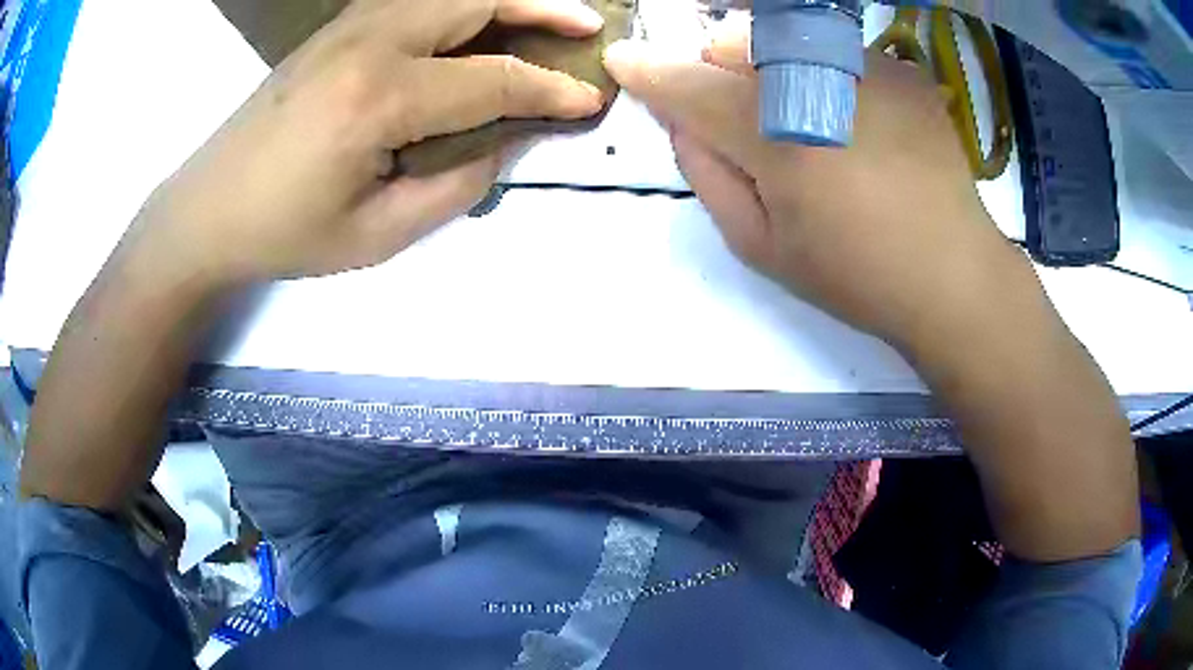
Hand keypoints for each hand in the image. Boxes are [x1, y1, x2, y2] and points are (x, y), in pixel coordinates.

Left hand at [138, 0, 604, 282]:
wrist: (207, 210)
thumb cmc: (285, 233)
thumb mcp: (376, 235)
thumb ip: (455, 186)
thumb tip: (505, 143)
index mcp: (378, 98)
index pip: (491, 79)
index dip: (549, 90)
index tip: (591, 100)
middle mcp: (368, 42)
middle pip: (476, 0)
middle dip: (542, 8)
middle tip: (587, 26)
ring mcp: (346, 27)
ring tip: (543, 16)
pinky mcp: (333, 29)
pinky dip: (458, 2)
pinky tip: (474, 20)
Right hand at [603, 31, 1025, 349]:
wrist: (951, 273)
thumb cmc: (854, 273)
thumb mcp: (761, 246)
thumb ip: (708, 176)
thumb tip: (683, 123)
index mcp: (773, 134)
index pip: (687, 84)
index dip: (648, 71)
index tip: (625, 61)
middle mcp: (816, 81)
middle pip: (734, 39)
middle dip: (721, 68)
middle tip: (745, 116)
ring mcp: (866, 67)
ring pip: (787, 34)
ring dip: (775, 65)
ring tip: (808, 118)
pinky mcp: (902, 70)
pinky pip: (841, 51)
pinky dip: (830, 75)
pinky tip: (860, 121)